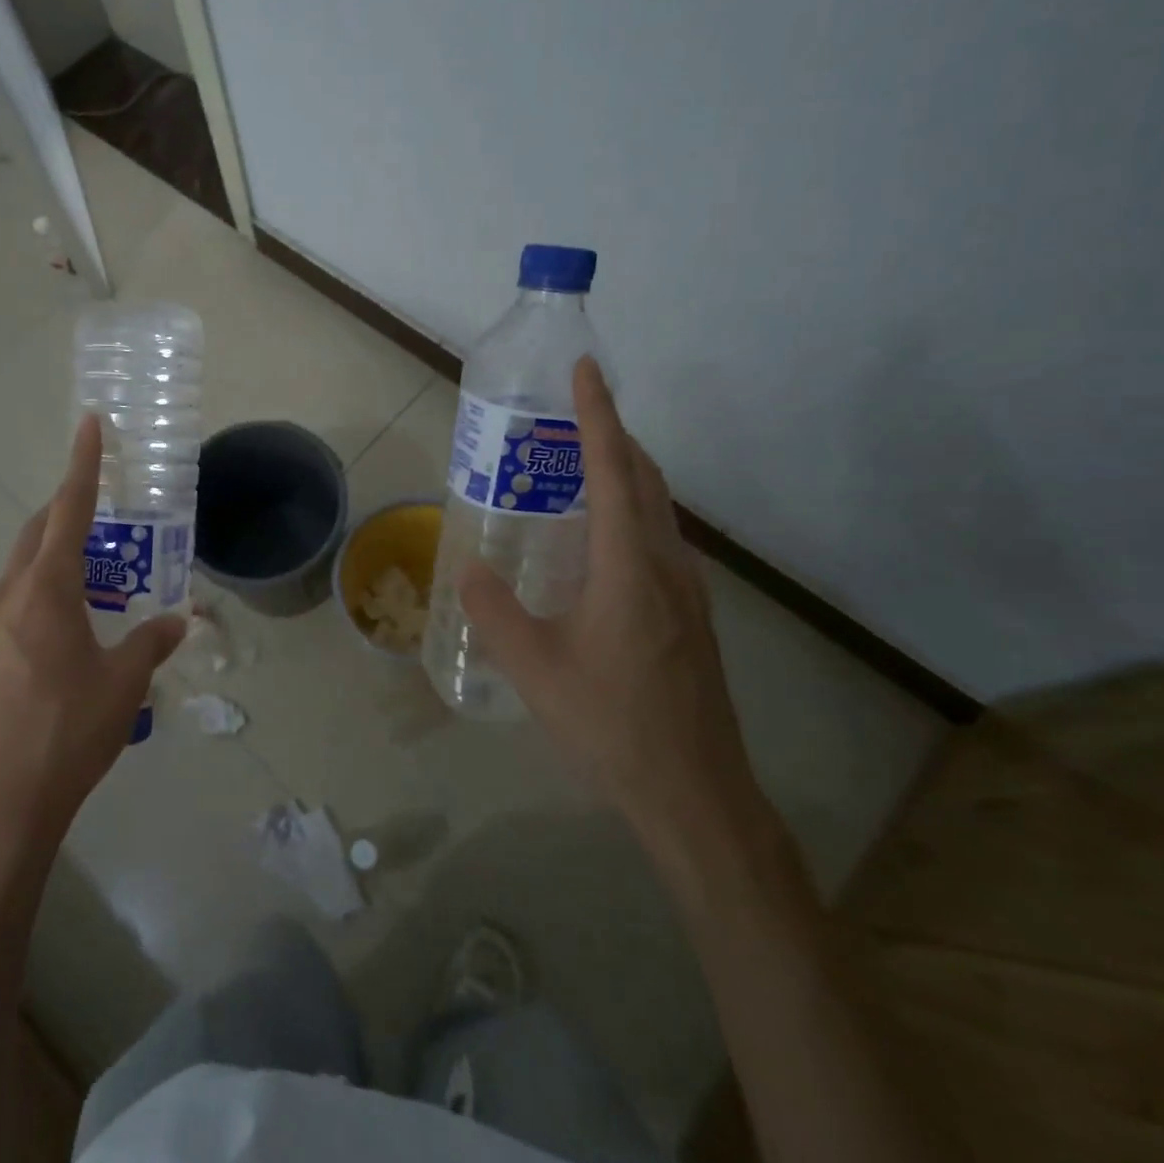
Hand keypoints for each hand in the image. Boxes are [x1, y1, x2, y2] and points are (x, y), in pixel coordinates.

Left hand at [0, 415, 186, 849]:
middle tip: (107, 505)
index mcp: (45, 588)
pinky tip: (77, 620)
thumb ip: (150, 643)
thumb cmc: (66, 731)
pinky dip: (49, 587)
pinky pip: (20, 599)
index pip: (68, 509)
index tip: (91, 423)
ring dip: (59, 551)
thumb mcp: (122, 684)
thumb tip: (177, 621)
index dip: (83, 464)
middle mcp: (11, 595)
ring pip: (26, 566)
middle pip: (40, 531)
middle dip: (69, 508)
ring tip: (102, 567)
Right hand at [459, 357, 760, 850]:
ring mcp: (688, 590)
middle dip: (611, 436)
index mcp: (629, 565)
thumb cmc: (611, 723)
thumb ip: (494, 611)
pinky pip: (659, 540)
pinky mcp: (691, 615)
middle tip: (568, 418)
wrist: (695, 793)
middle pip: (645, 478)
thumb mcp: (534, 666)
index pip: (612, 469)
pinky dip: (630, 512)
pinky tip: (597, 542)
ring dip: (624, 474)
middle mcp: (666, 564)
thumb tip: (468, 567)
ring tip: (576, 470)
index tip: (586, 370)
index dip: (598, 414)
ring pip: (658, 509)